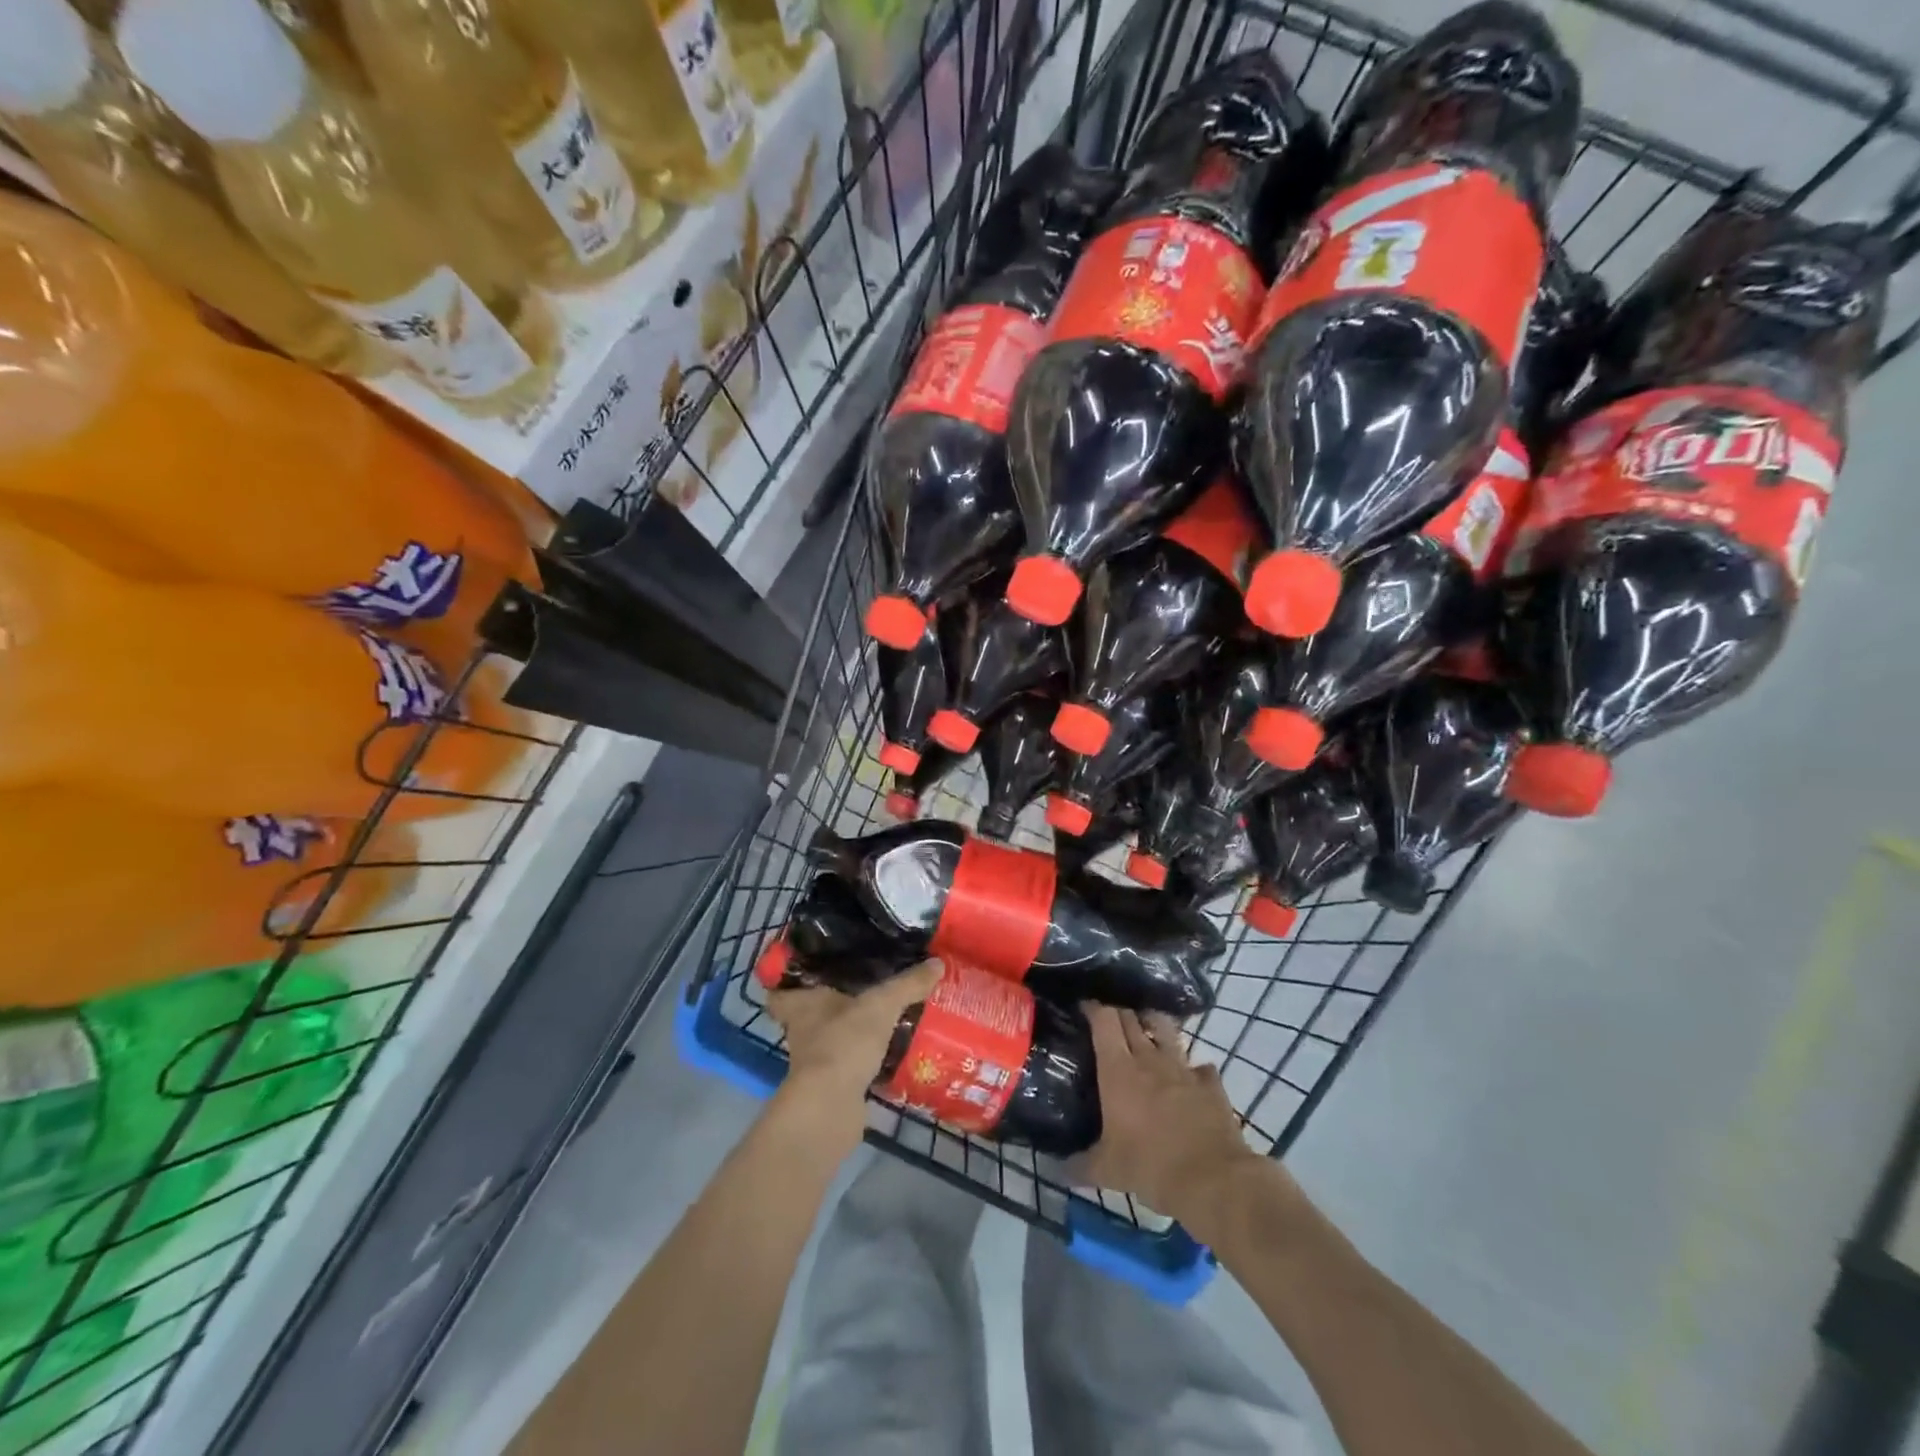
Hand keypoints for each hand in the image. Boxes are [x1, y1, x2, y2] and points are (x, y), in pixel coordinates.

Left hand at [766, 959, 942, 1154]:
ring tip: (883, 1020)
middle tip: (861, 991)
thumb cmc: (843, 1043)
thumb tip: (938, 963)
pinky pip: (849, 1066)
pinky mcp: (832, 1087)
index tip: (808, 972)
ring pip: (831, 1041)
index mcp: (802, 1005)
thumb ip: (908, 984)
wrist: (831, 1108)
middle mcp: (802, 1032)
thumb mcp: (881, 1005)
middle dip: (831, 1007)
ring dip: (850, 1034)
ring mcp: (815, 1063)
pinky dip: (864, 1062)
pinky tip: (889, 1053)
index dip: (788, 983)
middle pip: (810, 1015)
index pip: (780, 992)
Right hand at [1076, 1005, 1265, 1229]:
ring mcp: (1183, 1068)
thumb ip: (1079, 1165)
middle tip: (1109, 1023)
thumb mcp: (1107, 1171)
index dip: (1093, 1009)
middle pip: (1131, 1018)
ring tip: (1147, 1033)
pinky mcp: (1210, 1083)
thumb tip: (1056, 1170)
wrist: (1213, 1180)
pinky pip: (1199, 1065)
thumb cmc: (1151, 1167)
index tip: (1084, 1008)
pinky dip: (1192, 1068)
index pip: (1103, 1020)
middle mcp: (1149, 1059)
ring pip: (1165, 1029)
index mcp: (1118, 1070)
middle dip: (1119, 1014)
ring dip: (1153, 1026)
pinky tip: (1189, 1078)